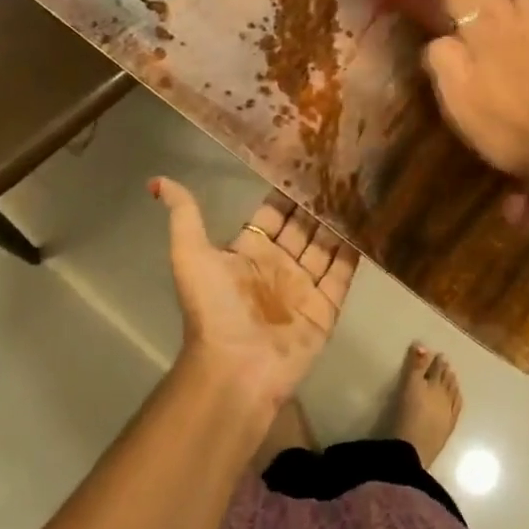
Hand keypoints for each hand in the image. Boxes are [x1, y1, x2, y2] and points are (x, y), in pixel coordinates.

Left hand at [152, 179, 356, 416]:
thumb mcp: (190, 255)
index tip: (308, 161)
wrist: (236, 367)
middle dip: (319, 202)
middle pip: (303, 227)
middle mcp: (279, 265)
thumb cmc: (215, 309)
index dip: (288, 191)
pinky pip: (343, 273)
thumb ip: (184, 216)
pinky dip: (356, 250)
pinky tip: (370, 223)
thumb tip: (158, 181)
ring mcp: (304, 286)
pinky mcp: (326, 307)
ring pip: (326, 246)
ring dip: (340, 221)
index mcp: (249, 252)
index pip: (273, 214)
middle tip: (342, 168)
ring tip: (361, 188)